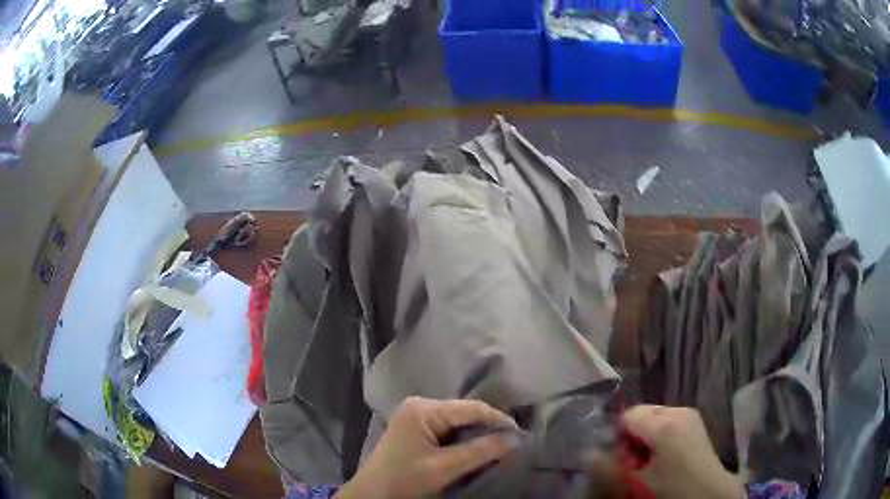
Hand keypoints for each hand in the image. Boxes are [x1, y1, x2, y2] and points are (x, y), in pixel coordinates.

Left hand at [337, 397, 518, 498]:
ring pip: (457, 421)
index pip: (470, 408)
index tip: (520, 435)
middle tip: (511, 443)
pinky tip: (474, 449)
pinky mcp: (416, 428)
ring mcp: (416, 416)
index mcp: (423, 409)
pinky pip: (447, 429)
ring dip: (476, 434)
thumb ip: (480, 451)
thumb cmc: (404, 480)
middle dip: (487, 427)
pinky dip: (463, 439)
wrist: (373, 494)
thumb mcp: (444, 468)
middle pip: (464, 412)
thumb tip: (515, 439)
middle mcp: (420, 405)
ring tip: (497, 446)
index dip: (498, 419)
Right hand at [621, 405, 744, 498]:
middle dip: (633, 435)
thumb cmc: (672, 488)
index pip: (628, 415)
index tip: (623, 458)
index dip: (620, 437)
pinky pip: (667, 419)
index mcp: (665, 423)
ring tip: (650, 460)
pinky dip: (659, 434)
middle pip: (642, 413)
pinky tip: (664, 455)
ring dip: (646, 435)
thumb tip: (590, 453)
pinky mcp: (694, 420)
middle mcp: (679, 410)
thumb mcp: (638, 483)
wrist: (709, 492)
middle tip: (636, 462)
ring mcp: (689, 413)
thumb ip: (611, 467)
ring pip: (654, 416)